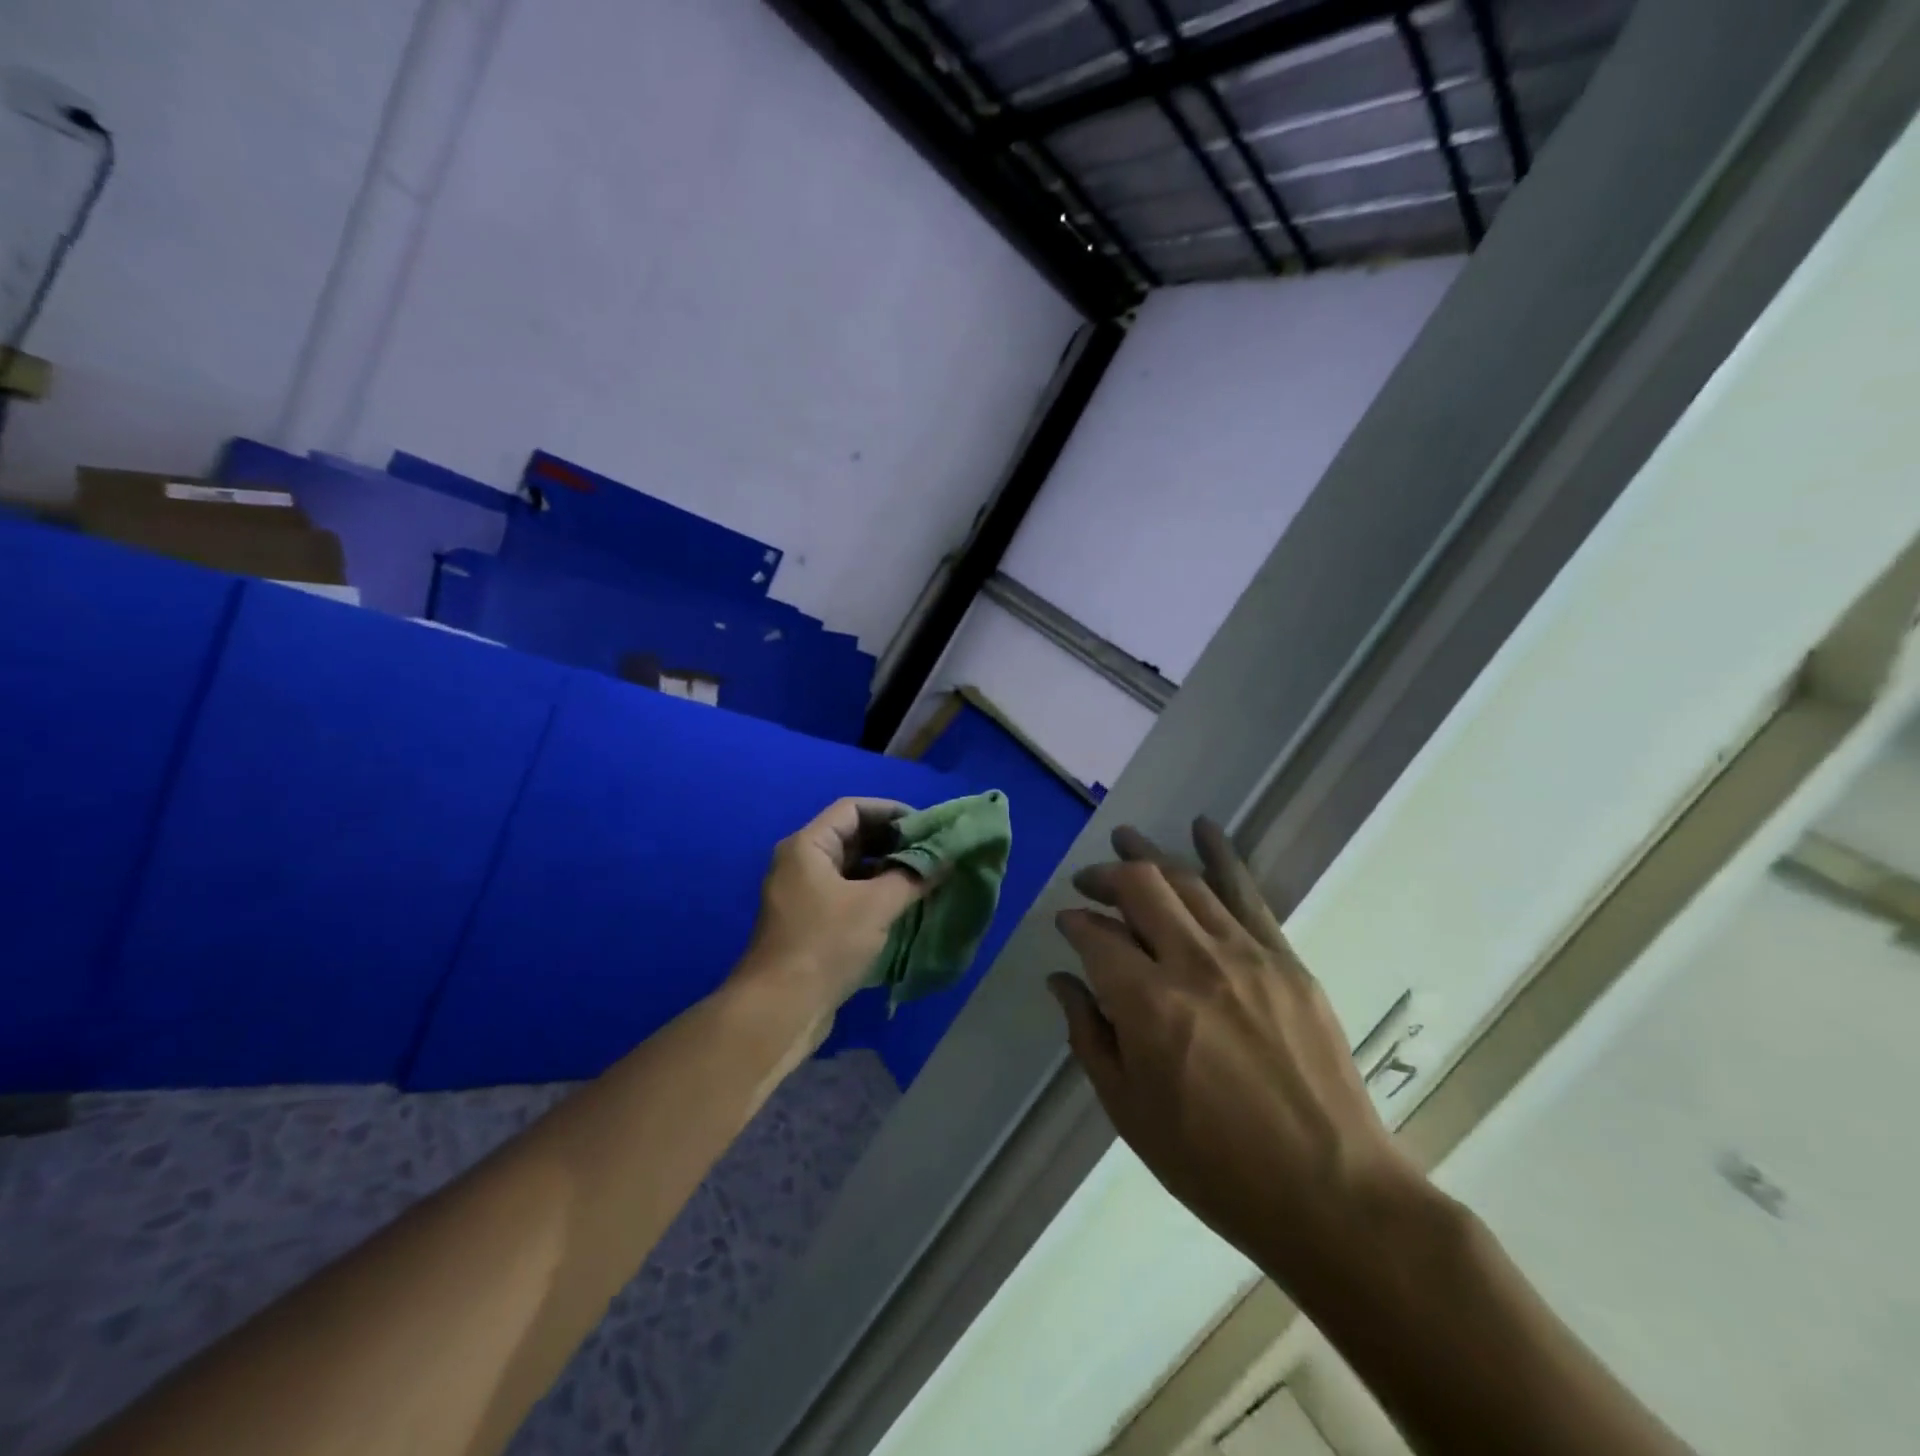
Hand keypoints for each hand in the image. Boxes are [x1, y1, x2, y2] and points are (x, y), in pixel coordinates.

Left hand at [735, 798, 927, 1020]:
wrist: (779, 1009)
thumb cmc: (825, 944)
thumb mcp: (876, 906)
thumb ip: (913, 877)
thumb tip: (945, 859)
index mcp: (808, 846)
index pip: (854, 808)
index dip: (892, 811)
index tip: (927, 826)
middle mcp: (802, 863)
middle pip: (853, 837)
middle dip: (894, 843)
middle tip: (933, 853)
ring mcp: (804, 895)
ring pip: (853, 869)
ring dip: (888, 871)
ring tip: (926, 879)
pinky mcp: (810, 924)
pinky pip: (848, 895)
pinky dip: (876, 895)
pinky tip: (905, 907)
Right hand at [1049, 819, 1426, 1300]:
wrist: (1330, 1192)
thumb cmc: (1214, 1164)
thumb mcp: (1130, 1111)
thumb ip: (1089, 1035)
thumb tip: (1062, 980)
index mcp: (1148, 1005)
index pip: (1096, 937)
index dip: (1073, 923)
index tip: (1065, 924)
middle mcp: (1193, 962)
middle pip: (1139, 887)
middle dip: (1105, 877)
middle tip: (1088, 883)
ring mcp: (1245, 954)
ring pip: (1187, 881)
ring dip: (1149, 856)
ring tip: (1125, 840)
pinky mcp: (1285, 958)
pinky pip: (1246, 893)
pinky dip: (1220, 855)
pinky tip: (1202, 828)